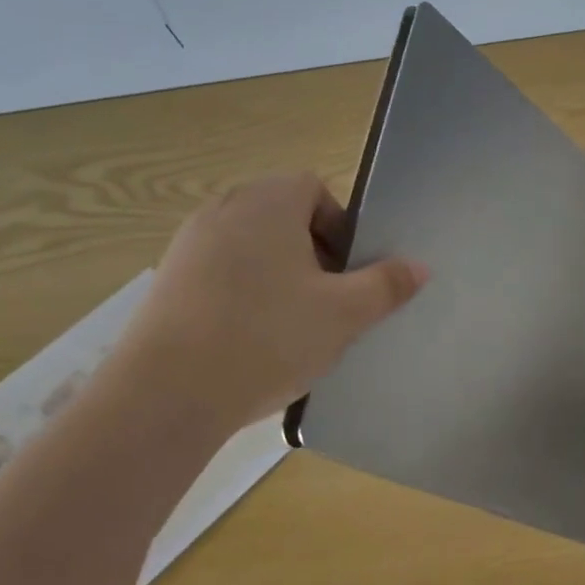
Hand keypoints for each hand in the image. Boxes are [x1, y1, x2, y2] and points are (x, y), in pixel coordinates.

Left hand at [107, 173, 426, 434]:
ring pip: (251, 246)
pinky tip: (251, 339)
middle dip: (312, 251)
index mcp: (268, 202)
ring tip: (292, 322)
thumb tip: (420, 266)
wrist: (164, 396)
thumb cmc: (267, 337)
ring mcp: (188, 245)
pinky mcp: (166, 281)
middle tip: (328, 297)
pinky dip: (243, 293)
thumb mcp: (344, 314)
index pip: (313, 188)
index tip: (348, 270)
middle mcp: (224, 210)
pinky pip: (220, 272)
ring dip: (278, 274)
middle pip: (282, 216)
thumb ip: (387, 284)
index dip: (339, 225)